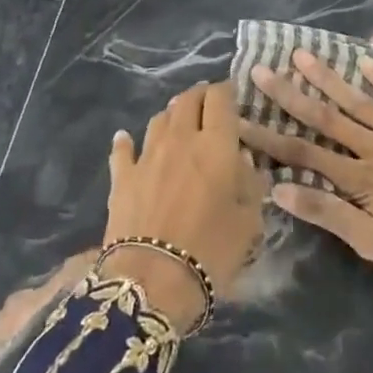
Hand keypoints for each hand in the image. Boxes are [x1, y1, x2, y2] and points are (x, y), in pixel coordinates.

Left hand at [102, 82, 269, 329]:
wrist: (152, 281)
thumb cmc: (211, 251)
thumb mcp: (249, 222)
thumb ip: (250, 185)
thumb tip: (243, 162)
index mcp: (216, 144)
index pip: (220, 98)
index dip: (227, 91)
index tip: (233, 97)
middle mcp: (180, 138)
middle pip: (187, 100)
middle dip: (200, 96)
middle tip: (209, 107)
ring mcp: (147, 155)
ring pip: (159, 118)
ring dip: (171, 116)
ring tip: (178, 124)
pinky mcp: (122, 177)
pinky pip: (123, 149)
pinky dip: (126, 142)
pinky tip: (125, 139)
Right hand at [241, 51, 372, 296]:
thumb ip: (331, 216)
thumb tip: (281, 192)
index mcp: (361, 179)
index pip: (304, 155)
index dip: (269, 139)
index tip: (240, 121)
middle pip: (326, 117)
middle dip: (290, 95)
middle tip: (262, 71)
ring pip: (359, 100)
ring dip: (328, 77)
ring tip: (302, 54)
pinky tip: (365, 60)